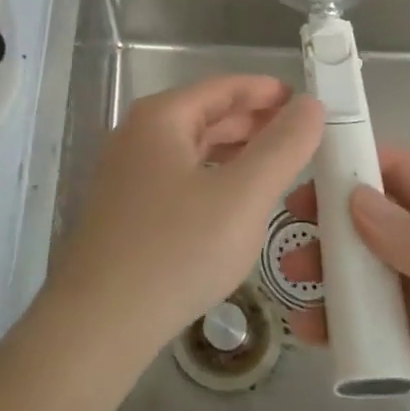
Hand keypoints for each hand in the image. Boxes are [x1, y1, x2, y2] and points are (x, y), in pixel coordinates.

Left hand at [45, 76, 323, 358]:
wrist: (99, 322)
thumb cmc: (176, 250)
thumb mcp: (242, 196)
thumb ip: (282, 148)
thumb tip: (310, 105)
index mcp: (161, 117)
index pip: (223, 87)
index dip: (266, 91)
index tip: (306, 101)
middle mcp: (138, 134)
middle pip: (206, 115)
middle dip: (254, 122)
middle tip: (301, 136)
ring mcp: (126, 172)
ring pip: (192, 149)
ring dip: (235, 152)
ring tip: (277, 165)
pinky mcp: (125, 208)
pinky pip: (179, 177)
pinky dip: (213, 177)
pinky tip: (235, 203)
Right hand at [281, 147, 409, 410]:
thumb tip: (351, 197)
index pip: (399, 170)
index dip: (354, 159)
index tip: (306, 164)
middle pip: (368, 217)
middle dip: (326, 216)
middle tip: (287, 224)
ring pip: (357, 268)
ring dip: (322, 268)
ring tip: (291, 280)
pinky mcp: (408, 344)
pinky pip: (360, 321)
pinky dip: (331, 320)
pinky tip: (307, 330)